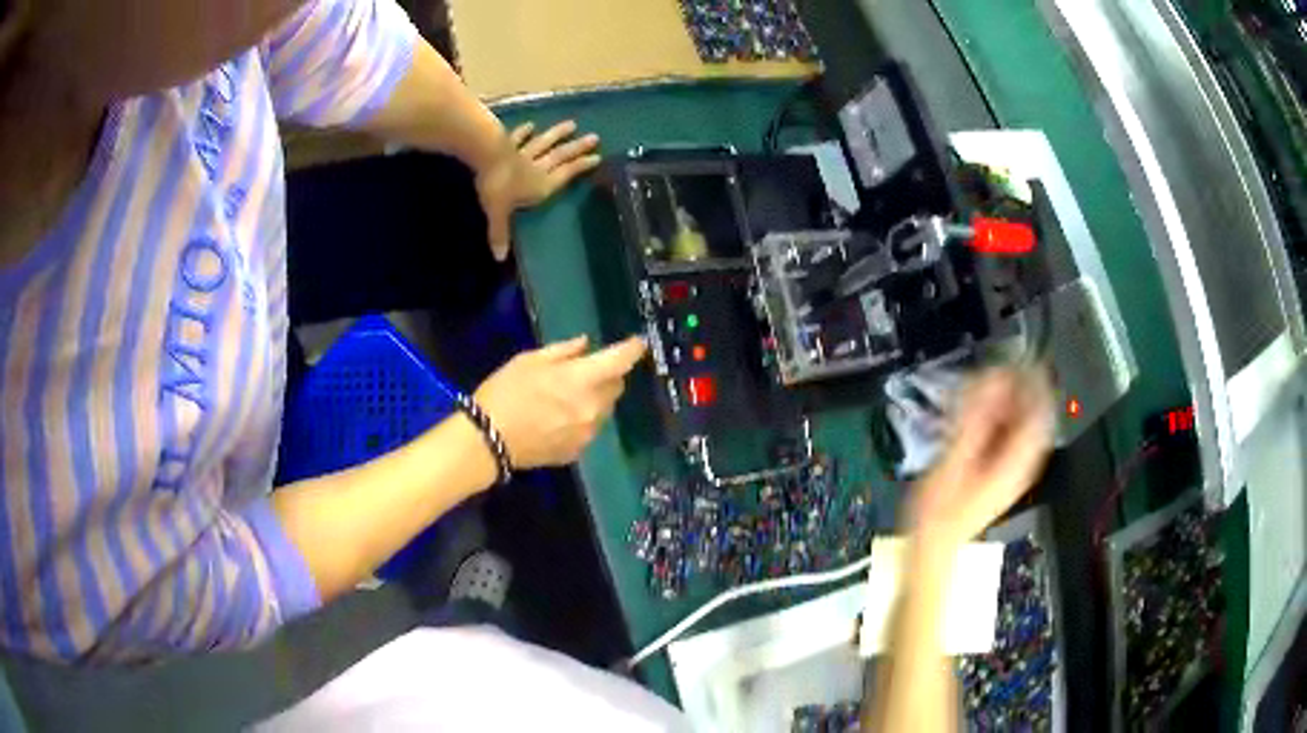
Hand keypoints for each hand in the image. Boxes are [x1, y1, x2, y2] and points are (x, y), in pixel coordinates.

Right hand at [473, 335, 645, 468]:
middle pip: (616, 387)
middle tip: (584, 372)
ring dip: (595, 400)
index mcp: (582, 380)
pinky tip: (557, 420)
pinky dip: (582, 421)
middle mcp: (593, 408)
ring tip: (566, 398)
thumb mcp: (529, 361)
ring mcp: (587, 433)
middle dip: (608, 376)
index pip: (620, 361)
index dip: (633, 349)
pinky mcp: (577, 452)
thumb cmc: (505, 392)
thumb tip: (586, 345)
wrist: (487, 441)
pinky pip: (589, 429)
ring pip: (604, 410)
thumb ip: (563, 352)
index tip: (638, 342)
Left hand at [476, 120, 601, 260]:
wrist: (485, 157)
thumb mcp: (498, 214)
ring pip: (544, 142)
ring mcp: (523, 153)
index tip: (597, 157)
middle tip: (594, 138)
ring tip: (572, 125)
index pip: (566, 175)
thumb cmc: (497, 187)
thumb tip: (500, 257)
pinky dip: (525, 132)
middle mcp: (537, 167)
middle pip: (560, 156)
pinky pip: (518, 137)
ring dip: (558, 134)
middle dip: (577, 148)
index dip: (581, 167)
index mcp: (541, 185)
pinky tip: (531, 125)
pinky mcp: (508, 143)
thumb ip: (501, 234)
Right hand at [906, 368, 1053, 549]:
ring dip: (1008, 400)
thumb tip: (991, 376)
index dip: (1033, 376)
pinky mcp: (1003, 473)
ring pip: (1023, 423)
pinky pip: (1012, 435)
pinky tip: (981, 413)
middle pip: (1034, 412)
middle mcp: (1025, 462)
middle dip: (1017, 386)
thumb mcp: (956, 458)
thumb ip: (976, 416)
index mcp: (1019, 458)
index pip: (1042, 406)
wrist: (934, 546)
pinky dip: (1000, 418)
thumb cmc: (941, 509)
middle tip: (994, 368)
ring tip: (985, 385)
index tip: (1016, 355)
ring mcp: (1015, 469)